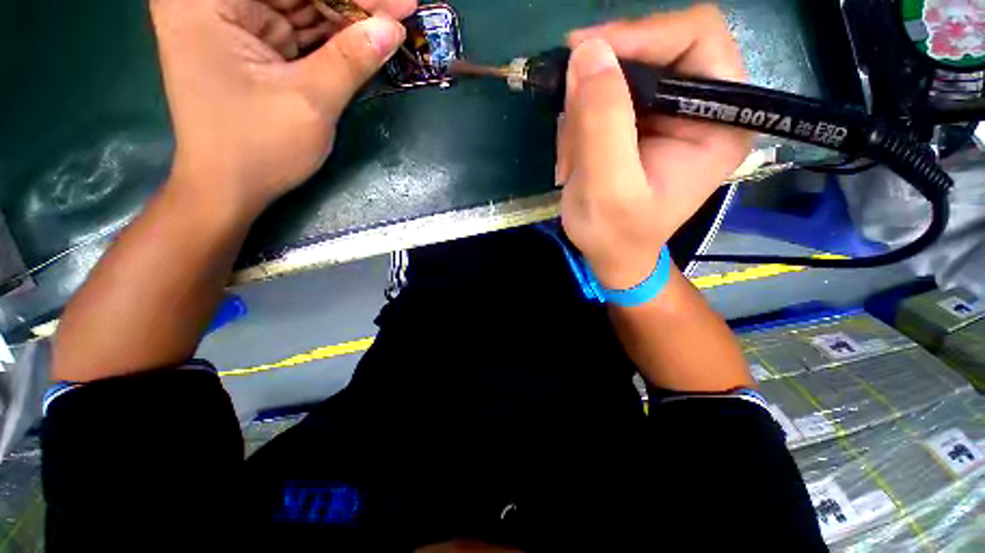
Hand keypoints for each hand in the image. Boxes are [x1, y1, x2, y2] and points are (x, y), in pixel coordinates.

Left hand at [150, 0, 414, 213]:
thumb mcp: (310, 101)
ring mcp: (232, 22)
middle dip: (351, 5)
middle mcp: (215, 2)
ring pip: (302, 7)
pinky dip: (333, 39)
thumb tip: (393, 28)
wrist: (229, 188)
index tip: (398, 2)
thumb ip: (351, 60)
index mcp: (208, 1)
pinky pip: (300, 31)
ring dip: (347, 21)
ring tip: (390, 28)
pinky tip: (365, 42)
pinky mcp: (251, 45)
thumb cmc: (258, 147)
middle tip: (400, 14)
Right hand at [556, 6, 752, 289]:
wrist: (610, 254)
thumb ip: (602, 123)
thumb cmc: (615, 235)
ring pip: (619, 75)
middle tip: (570, 119)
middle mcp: (700, 107)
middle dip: (601, 85)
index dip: (640, 34)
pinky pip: (602, 99)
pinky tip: (574, 159)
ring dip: (584, 112)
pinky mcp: (639, 123)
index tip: (585, 53)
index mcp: (718, 121)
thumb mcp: (607, 189)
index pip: (696, 37)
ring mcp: (666, 113)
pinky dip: (579, 123)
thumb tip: (588, 52)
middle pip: (653, 50)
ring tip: (572, 158)